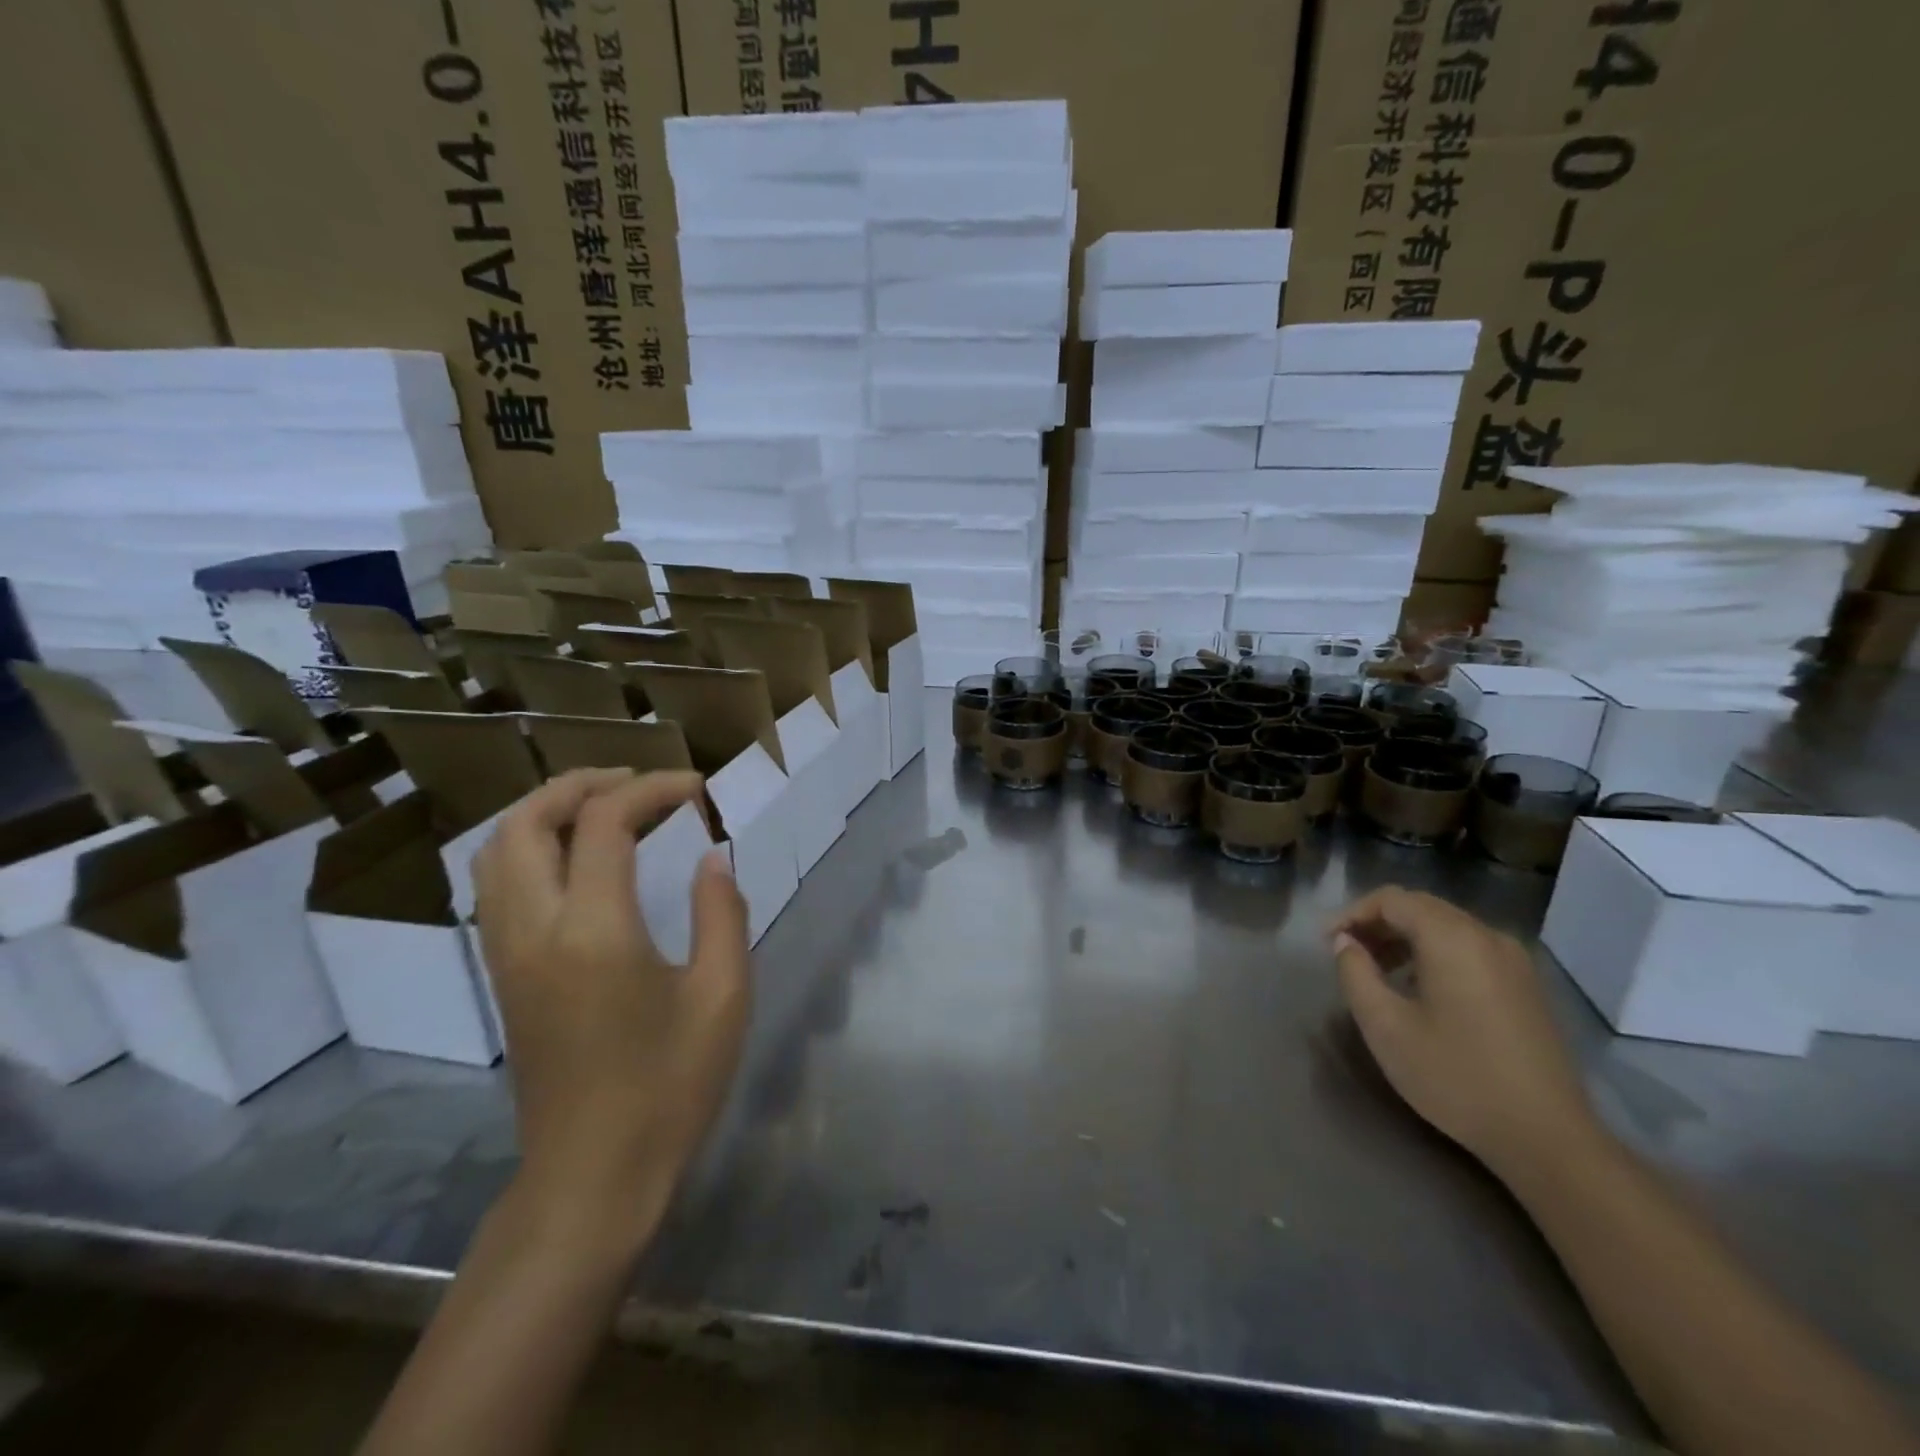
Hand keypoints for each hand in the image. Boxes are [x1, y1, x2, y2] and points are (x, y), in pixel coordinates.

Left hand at [472, 769, 750, 1251]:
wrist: (593, 1177)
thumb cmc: (670, 1087)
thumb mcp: (722, 996)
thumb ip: (721, 913)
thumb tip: (714, 858)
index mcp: (594, 931)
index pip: (605, 823)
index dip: (653, 789)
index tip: (696, 789)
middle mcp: (535, 930)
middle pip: (525, 823)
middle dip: (580, 785)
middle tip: (638, 783)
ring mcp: (507, 954)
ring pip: (496, 852)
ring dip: (545, 812)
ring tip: (603, 808)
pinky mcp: (503, 976)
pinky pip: (496, 886)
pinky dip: (529, 848)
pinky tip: (576, 861)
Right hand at [1330, 886, 1600, 1178]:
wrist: (1548, 1138)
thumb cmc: (1456, 1077)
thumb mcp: (1385, 1026)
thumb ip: (1355, 974)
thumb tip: (1345, 944)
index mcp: (1452, 938)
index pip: (1391, 899)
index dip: (1352, 914)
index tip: (1328, 943)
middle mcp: (1487, 936)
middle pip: (1420, 907)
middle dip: (1377, 923)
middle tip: (1347, 953)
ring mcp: (1514, 961)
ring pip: (1446, 927)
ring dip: (1405, 938)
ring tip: (1377, 971)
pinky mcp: (1526, 986)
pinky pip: (1469, 948)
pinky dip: (1434, 953)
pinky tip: (1420, 989)